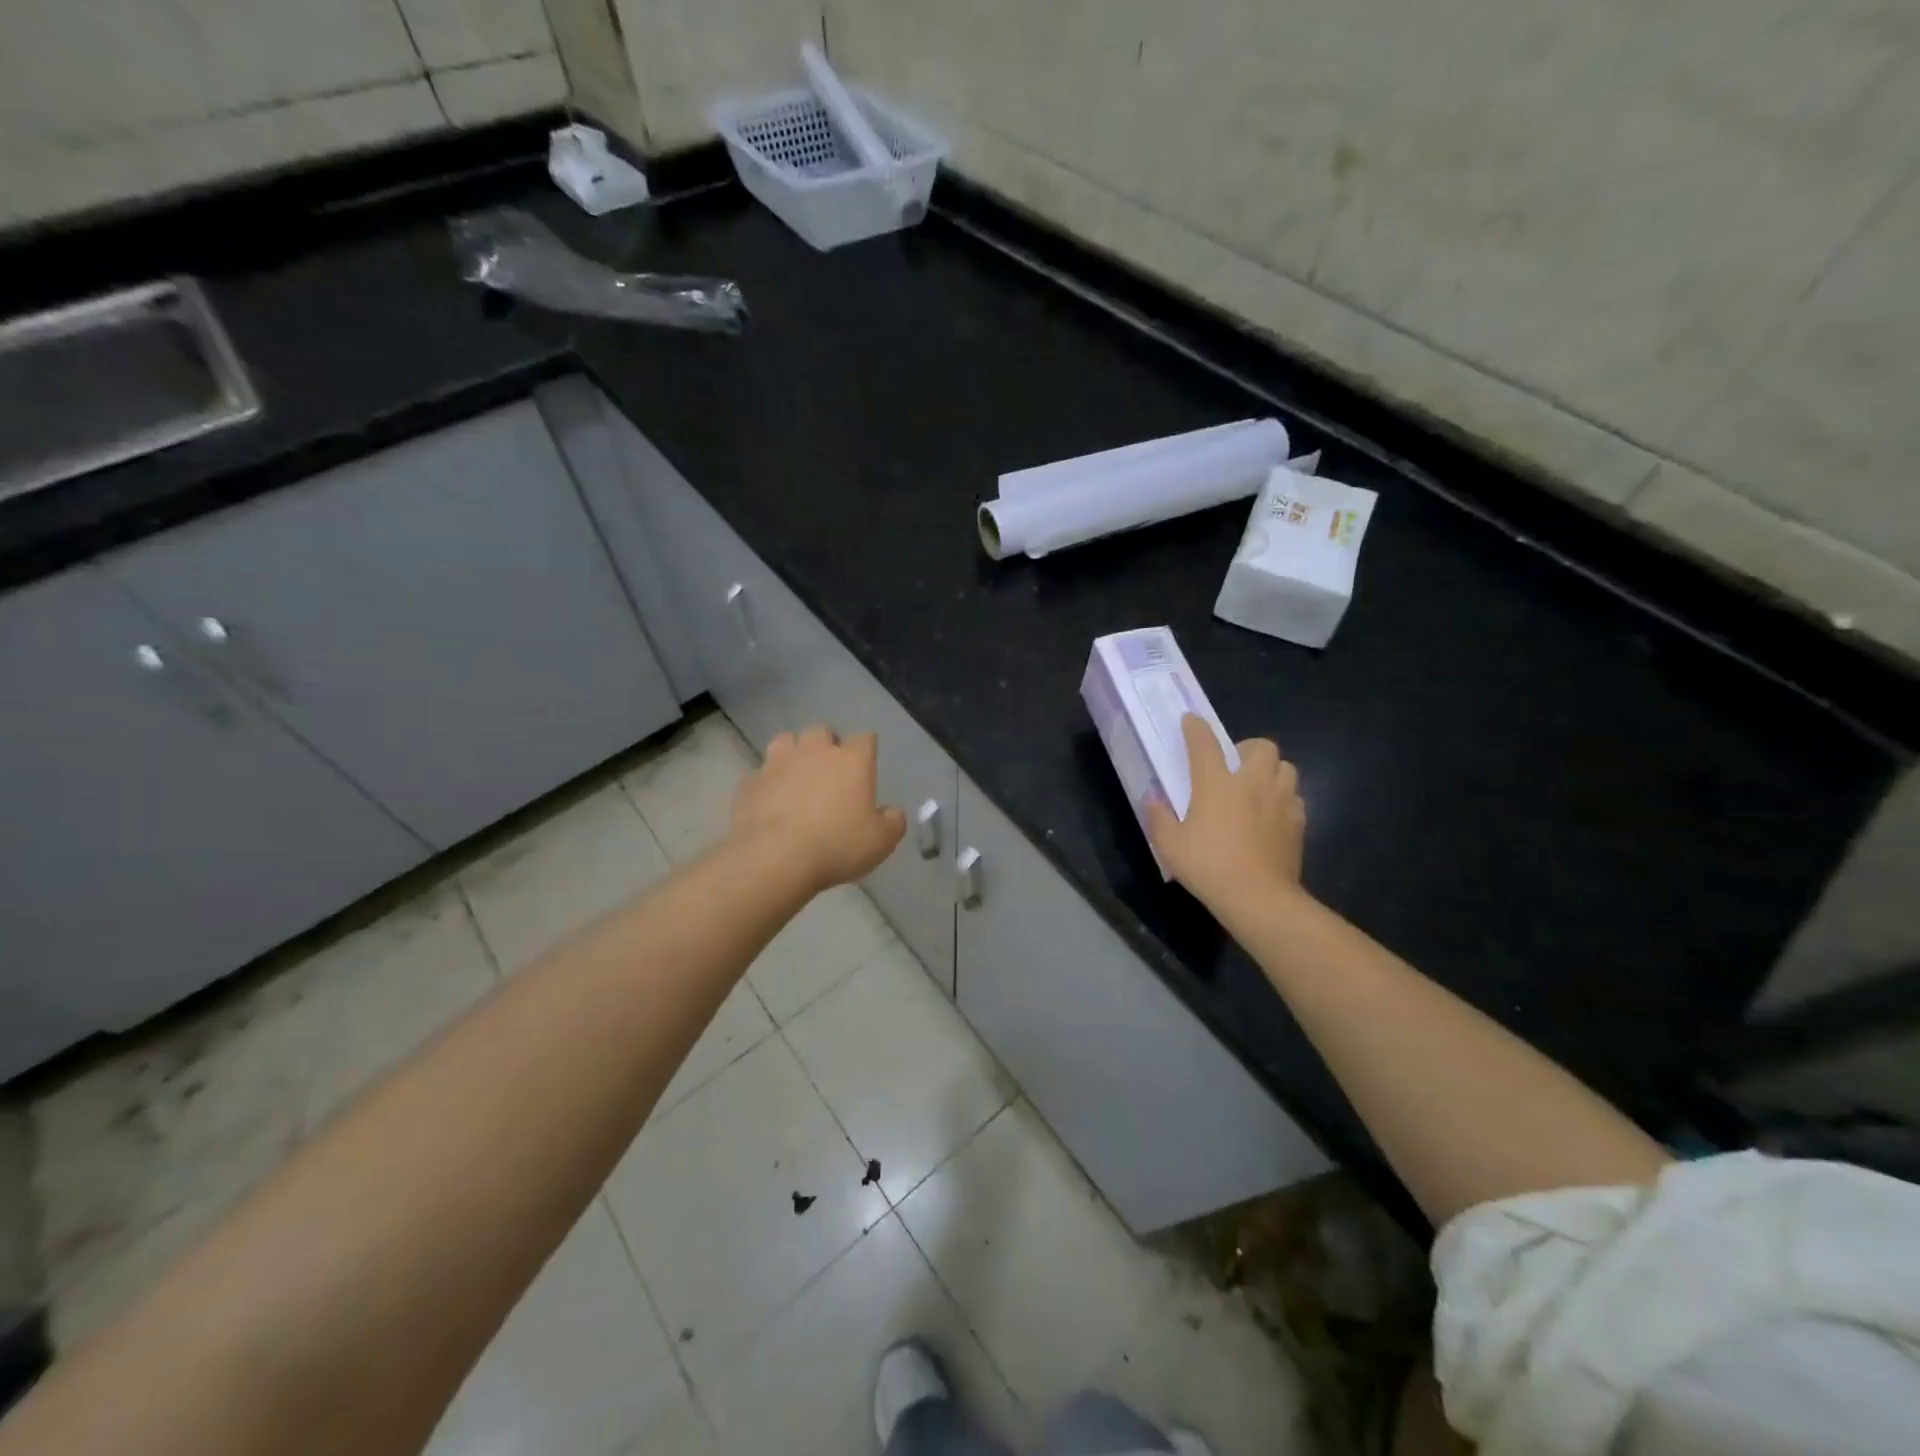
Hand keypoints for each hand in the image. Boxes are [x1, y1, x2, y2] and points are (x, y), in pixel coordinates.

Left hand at [731, 727, 906, 891]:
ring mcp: (778, 763)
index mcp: (852, 761)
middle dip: (826, 745)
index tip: (866, 768)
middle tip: (829, 772)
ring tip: (795, 776)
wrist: (775, 858)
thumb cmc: (837, 845)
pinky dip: (765, 782)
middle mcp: (815, 752)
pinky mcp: (750, 782)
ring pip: (785, 740)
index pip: (865, 739)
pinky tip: (768, 800)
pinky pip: (758, 773)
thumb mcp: (881, 842)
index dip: (866, 751)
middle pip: (822, 731)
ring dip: (792, 753)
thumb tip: (891, 812)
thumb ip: (892, 822)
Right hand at [1147, 715, 1305, 913]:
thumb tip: (1153, 800)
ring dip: (1271, 771)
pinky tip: (1271, 815)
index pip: (1205, 743)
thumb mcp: (1170, 845)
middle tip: (1234, 766)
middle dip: (1248, 749)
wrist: (1258, 897)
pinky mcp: (1298, 822)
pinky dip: (1283, 799)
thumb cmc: (1208, 866)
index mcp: (1216, 783)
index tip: (1191, 721)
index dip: (1196, 728)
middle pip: (1261, 747)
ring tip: (1257, 788)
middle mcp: (1252, 783)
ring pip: (1286, 768)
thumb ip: (1159, 818)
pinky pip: (1295, 798)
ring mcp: (1280, 801)